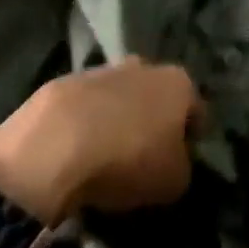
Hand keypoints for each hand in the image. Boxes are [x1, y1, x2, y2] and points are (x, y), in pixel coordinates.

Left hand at [0, 57, 203, 223]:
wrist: (52, 146)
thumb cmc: (127, 161)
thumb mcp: (174, 181)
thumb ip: (182, 165)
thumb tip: (173, 160)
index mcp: (177, 83)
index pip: (196, 109)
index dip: (191, 137)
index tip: (181, 161)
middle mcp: (142, 66)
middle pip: (155, 96)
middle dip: (152, 120)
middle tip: (143, 157)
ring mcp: (99, 70)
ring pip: (118, 96)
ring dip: (116, 119)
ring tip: (105, 156)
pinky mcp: (63, 82)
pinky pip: (84, 106)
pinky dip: (84, 123)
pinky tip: (75, 152)